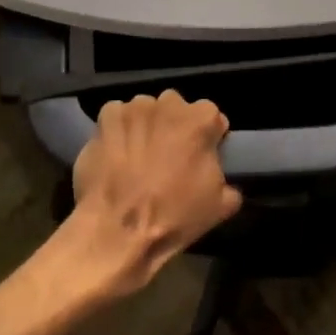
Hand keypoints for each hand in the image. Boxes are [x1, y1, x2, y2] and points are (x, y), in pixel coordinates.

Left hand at [66, 91, 241, 296]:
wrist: (118, 231)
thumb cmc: (174, 216)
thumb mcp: (220, 206)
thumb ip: (228, 180)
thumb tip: (222, 177)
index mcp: (201, 119)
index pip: (211, 117)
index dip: (207, 137)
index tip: (199, 157)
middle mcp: (170, 103)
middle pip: (176, 109)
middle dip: (174, 127)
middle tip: (168, 157)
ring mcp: (136, 107)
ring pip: (146, 111)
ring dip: (146, 127)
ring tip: (138, 157)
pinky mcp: (107, 116)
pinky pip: (117, 116)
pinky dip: (117, 130)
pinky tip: (115, 153)